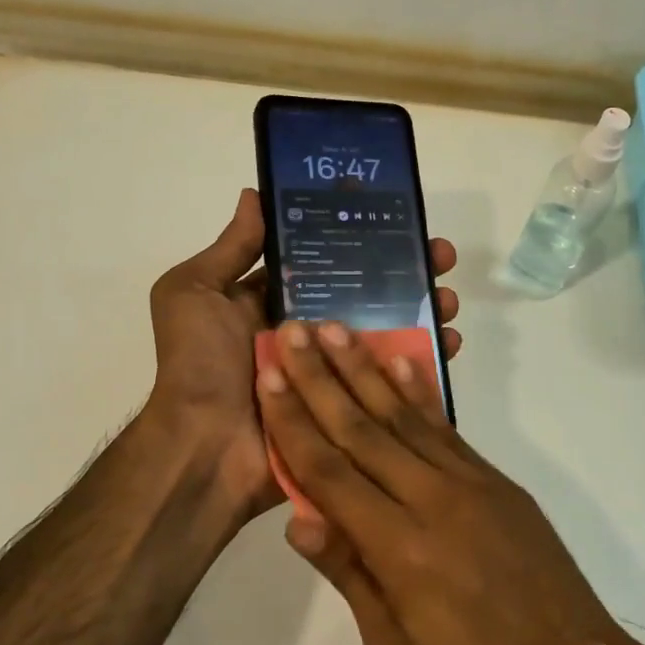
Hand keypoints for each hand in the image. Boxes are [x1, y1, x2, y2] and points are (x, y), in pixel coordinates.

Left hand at [145, 190, 463, 525]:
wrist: (205, 449)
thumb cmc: (199, 365)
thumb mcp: (194, 293)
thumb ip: (229, 249)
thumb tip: (255, 195)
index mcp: (276, 304)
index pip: (329, 263)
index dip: (363, 241)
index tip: (401, 221)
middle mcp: (309, 333)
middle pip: (368, 295)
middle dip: (407, 273)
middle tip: (440, 257)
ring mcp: (333, 372)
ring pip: (389, 333)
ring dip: (425, 312)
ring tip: (449, 300)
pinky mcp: (351, 407)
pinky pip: (393, 381)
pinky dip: (424, 362)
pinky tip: (449, 342)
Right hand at [254, 320, 644, 644]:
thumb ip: (351, 575)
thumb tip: (297, 520)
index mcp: (400, 549)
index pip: (330, 473)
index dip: (294, 422)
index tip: (269, 375)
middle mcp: (433, 500)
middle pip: (363, 429)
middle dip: (321, 377)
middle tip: (292, 330)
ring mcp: (471, 484)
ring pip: (405, 415)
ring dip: (366, 369)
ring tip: (337, 329)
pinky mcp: (497, 481)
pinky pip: (448, 428)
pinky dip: (421, 392)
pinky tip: (402, 361)